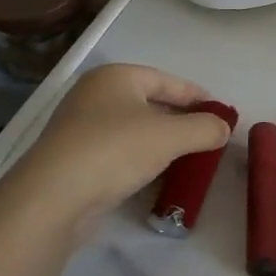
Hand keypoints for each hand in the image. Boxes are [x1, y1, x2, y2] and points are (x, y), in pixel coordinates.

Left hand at [5, 64, 231, 236]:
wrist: (51, 198)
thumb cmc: (115, 150)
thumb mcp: (171, 136)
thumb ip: (204, 128)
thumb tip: (224, 128)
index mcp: (116, 77)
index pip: (168, 81)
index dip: (197, 97)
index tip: (221, 114)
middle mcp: (95, 95)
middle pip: (150, 104)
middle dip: (180, 121)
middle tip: (206, 138)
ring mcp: (80, 127)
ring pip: (134, 130)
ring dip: (160, 144)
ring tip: (187, 160)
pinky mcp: (72, 159)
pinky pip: (117, 152)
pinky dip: (139, 161)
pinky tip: (156, 178)